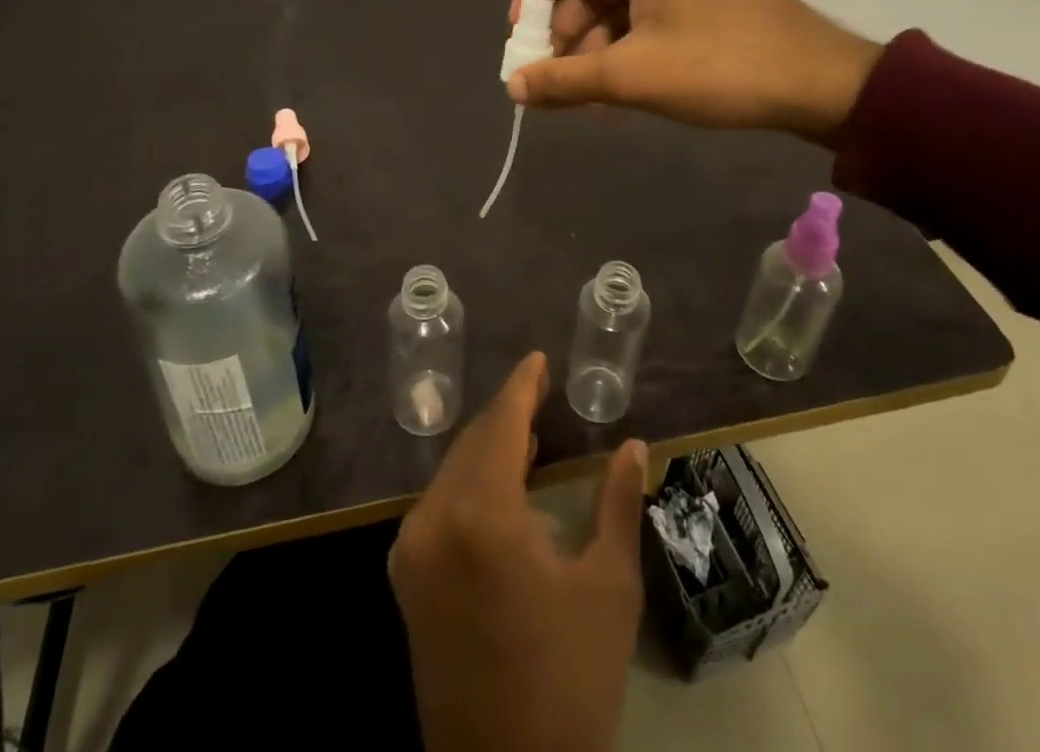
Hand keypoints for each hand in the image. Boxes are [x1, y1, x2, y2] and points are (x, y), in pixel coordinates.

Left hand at [390, 353, 646, 751]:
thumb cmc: (568, 681)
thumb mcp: (608, 588)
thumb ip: (618, 504)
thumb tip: (634, 444)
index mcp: (481, 516)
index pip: (501, 425)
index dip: (521, 386)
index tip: (538, 358)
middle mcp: (433, 520)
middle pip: (474, 441)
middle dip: (507, 412)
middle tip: (541, 390)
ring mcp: (411, 549)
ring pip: (453, 468)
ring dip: (489, 444)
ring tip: (529, 428)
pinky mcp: (405, 576)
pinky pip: (439, 501)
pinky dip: (470, 478)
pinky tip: (500, 478)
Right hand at [507, 0, 882, 143]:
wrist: (820, 82)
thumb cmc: (718, 66)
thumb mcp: (631, 75)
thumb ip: (565, 79)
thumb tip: (513, 87)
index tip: (522, 40)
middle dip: (567, 29)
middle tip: (556, 76)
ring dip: (596, 44)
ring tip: (589, 95)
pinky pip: (650, 10)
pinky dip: (628, 43)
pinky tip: (621, 85)